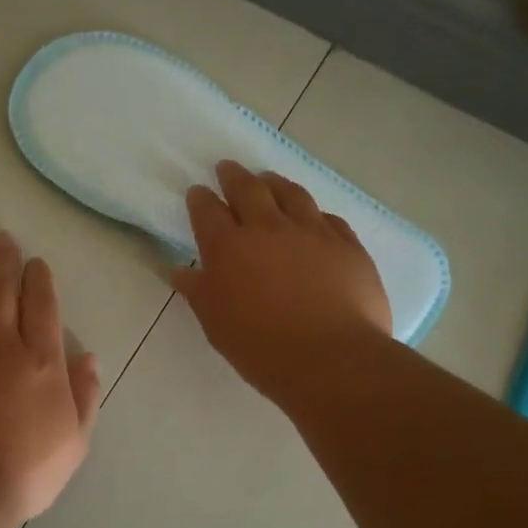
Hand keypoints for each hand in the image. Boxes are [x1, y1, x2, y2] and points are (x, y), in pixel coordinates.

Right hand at [170, 161, 392, 403]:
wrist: (332, 359)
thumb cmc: (262, 347)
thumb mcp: (217, 325)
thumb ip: (199, 292)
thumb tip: (180, 270)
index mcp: (229, 248)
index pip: (208, 212)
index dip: (200, 199)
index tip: (198, 192)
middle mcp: (268, 228)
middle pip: (248, 190)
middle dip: (234, 176)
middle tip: (228, 168)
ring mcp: (312, 232)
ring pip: (291, 194)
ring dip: (275, 183)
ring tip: (268, 179)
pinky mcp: (347, 244)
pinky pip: (328, 218)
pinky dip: (314, 213)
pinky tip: (313, 216)